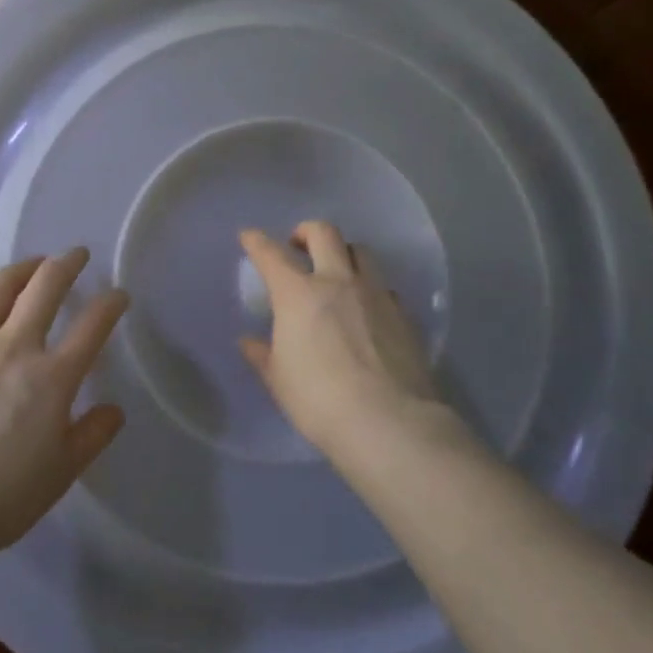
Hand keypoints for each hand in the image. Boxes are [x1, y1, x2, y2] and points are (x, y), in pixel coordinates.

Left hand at [0, 248, 128, 561]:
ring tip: (31, 266)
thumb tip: (113, 410)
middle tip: (76, 255)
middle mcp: (14, 347)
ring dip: (21, 269)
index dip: (111, 303)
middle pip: (45, 285)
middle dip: (67, 263)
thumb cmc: (3, 497)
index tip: (118, 296)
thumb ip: (92, 435)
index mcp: (52, 377)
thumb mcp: (62, 472)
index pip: (93, 324)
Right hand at [238, 221, 450, 455]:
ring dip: (344, 253)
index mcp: (298, 294)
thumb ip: (263, 355)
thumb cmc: (319, 400)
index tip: (248, 236)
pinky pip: (385, 287)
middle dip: (306, 231)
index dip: (256, 241)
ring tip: (337, 272)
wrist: (389, 421)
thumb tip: (249, 342)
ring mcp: (376, 295)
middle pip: (324, 233)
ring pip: (362, 252)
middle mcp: (338, 282)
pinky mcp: (404, 314)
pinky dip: (371, 289)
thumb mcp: (279, 380)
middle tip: (298, 246)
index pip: (271, 255)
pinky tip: (368, 310)